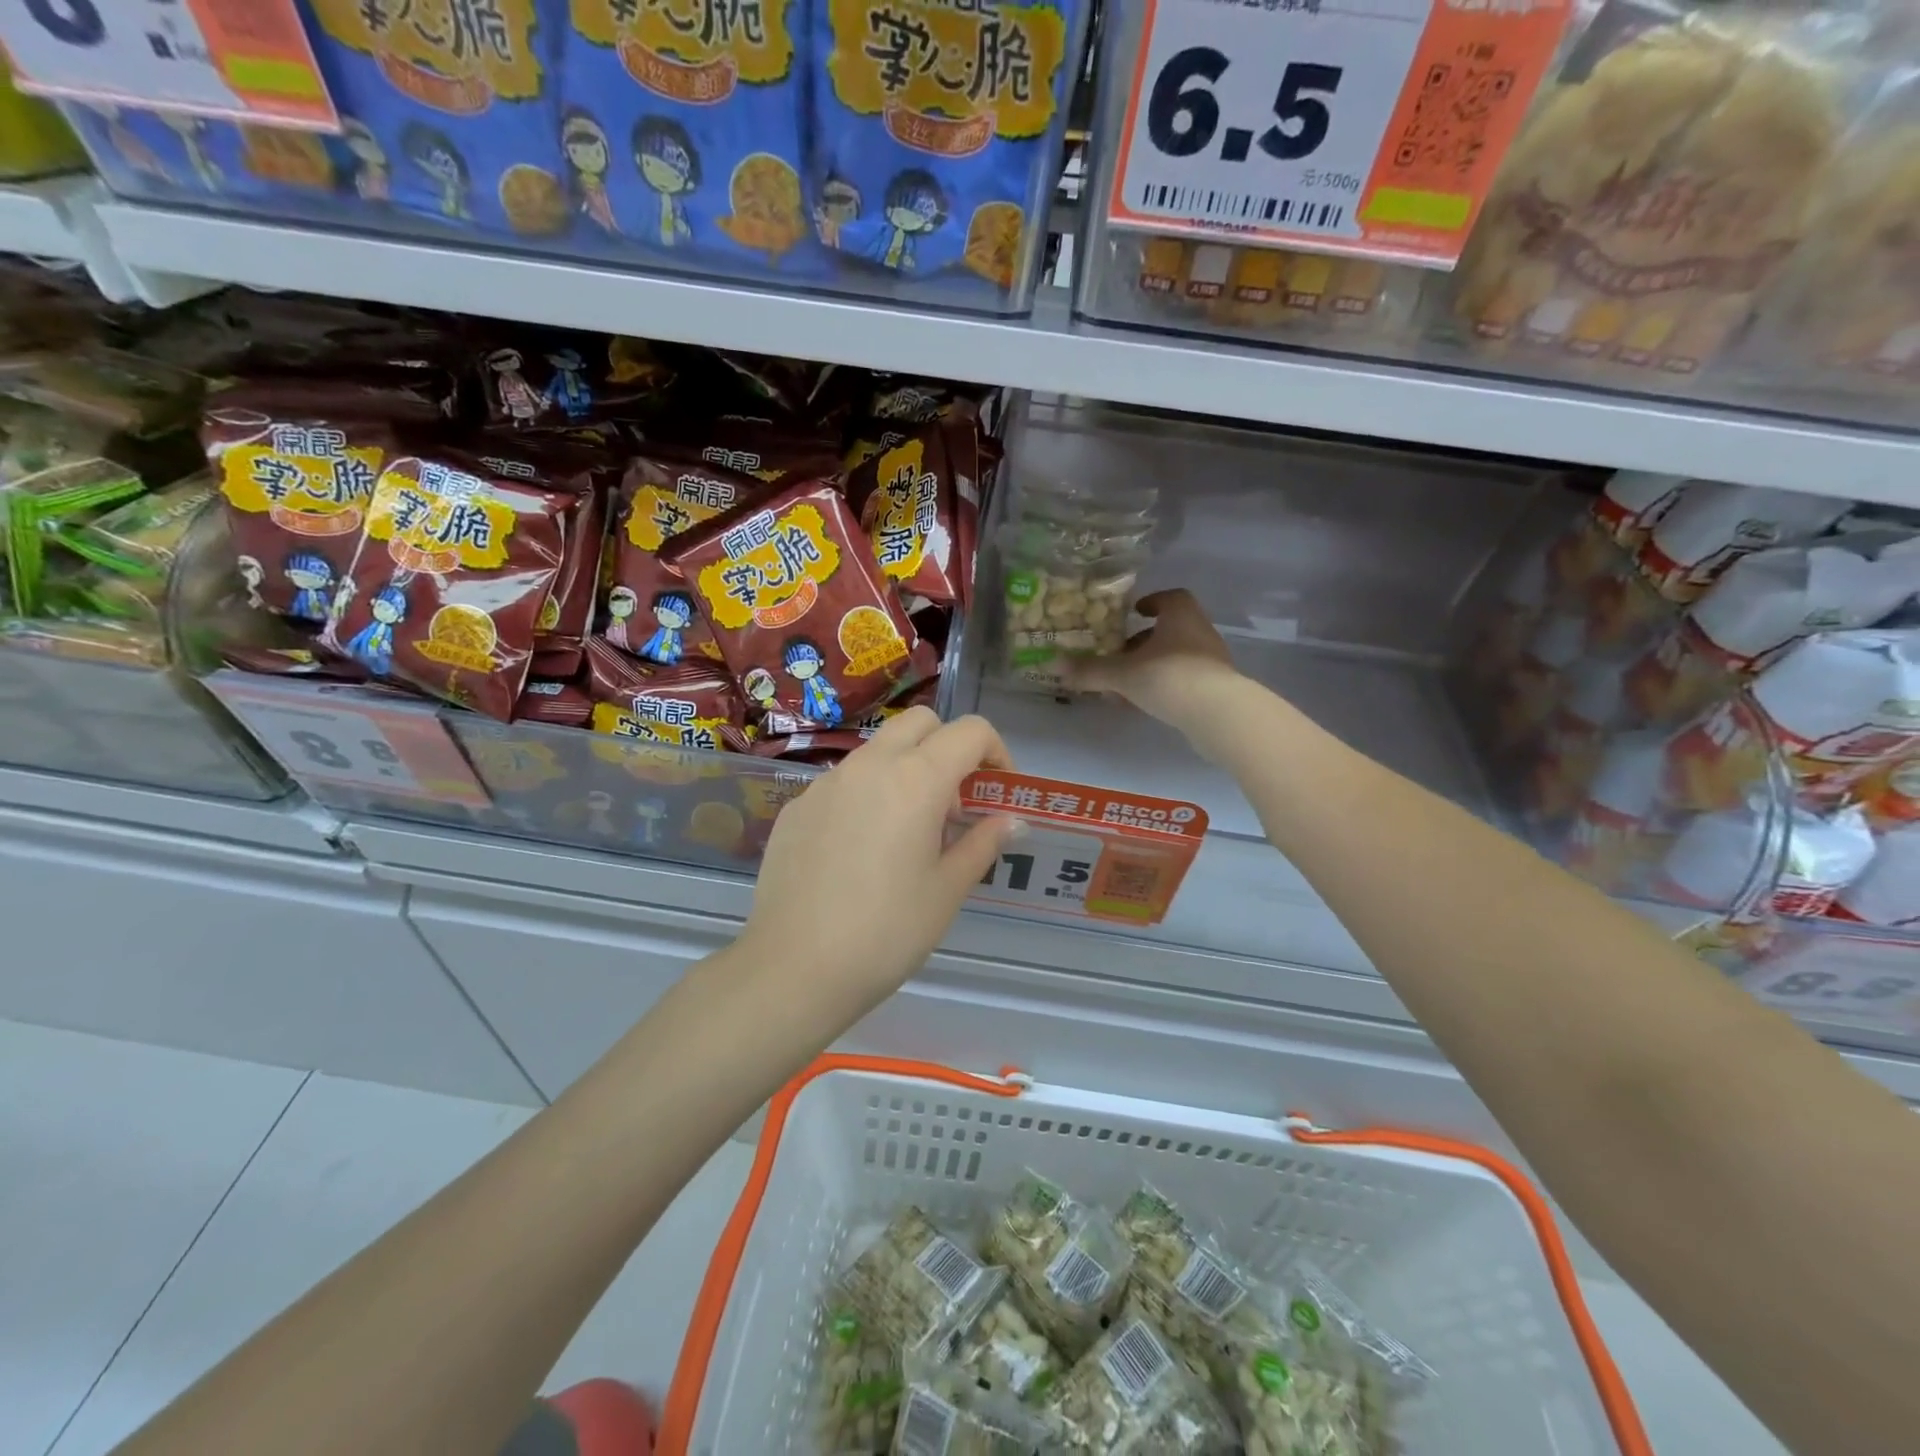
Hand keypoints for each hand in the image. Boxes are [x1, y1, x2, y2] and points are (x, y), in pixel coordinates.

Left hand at [735, 708, 1019, 1023]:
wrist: (794, 968)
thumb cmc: (886, 932)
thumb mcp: (947, 891)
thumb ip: (982, 843)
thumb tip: (1012, 820)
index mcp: (915, 779)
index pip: (970, 732)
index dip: (996, 752)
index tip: (997, 792)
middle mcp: (869, 765)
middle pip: (921, 724)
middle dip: (948, 748)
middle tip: (953, 805)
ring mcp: (826, 783)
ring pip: (878, 750)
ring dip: (906, 770)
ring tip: (907, 832)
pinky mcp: (798, 806)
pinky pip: (843, 782)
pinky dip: (867, 795)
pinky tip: (860, 851)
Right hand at [1067, 589, 1242, 738]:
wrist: (1218, 714)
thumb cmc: (1168, 677)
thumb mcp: (1122, 674)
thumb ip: (1090, 670)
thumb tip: (1053, 665)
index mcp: (1181, 615)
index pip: (1170, 598)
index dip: (1151, 602)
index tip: (1134, 612)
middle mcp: (1200, 632)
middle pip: (1171, 629)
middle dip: (1145, 640)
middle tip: (1121, 653)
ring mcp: (1212, 661)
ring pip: (1177, 656)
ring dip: (1153, 665)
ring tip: (1127, 684)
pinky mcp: (1217, 688)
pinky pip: (1185, 680)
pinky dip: (1165, 686)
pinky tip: (1146, 703)